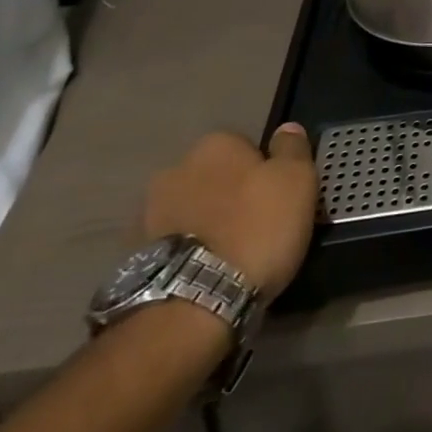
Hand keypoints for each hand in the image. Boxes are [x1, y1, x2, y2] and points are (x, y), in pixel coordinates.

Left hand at [142, 125, 317, 299]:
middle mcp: (176, 168)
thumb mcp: (297, 181)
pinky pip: (172, 241)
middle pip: (215, 176)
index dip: (265, 171)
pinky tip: (204, 270)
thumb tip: (287, 129)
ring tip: (228, 253)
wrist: (194, 302)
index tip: (277, 198)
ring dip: (205, 221)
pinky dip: (186, 249)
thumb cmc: (257, 229)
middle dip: (230, 194)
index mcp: (216, 144)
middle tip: (256, 225)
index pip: (247, 147)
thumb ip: (293, 148)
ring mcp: (149, 211)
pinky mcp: (134, 253)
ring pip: (191, 208)